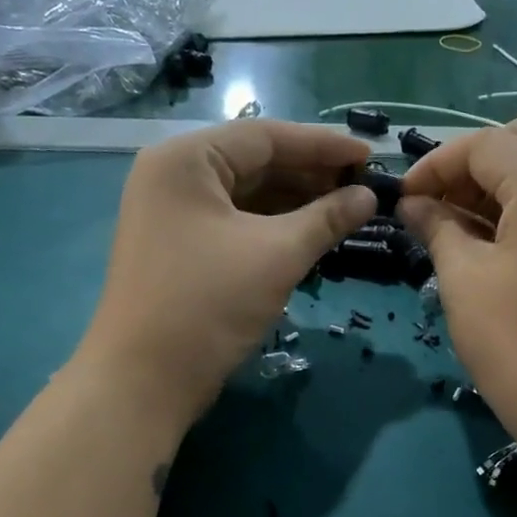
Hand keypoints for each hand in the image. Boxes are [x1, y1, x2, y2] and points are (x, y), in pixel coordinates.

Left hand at [76, 120, 375, 436]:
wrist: (145, 380)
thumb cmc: (209, 304)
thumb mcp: (276, 255)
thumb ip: (326, 219)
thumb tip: (370, 198)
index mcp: (187, 160)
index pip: (265, 137)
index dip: (323, 145)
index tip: (371, 155)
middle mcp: (175, 177)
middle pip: (256, 164)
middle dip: (311, 176)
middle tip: (364, 189)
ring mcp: (175, 216)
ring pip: (248, 198)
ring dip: (297, 205)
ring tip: (347, 213)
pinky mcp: (182, 251)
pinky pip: (237, 226)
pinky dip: (275, 230)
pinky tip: (312, 238)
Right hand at [398, 117, 516, 459]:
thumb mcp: (464, 280)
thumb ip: (437, 228)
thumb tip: (413, 205)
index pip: (483, 145)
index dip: (434, 165)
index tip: (402, 201)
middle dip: (468, 165)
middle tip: (434, 207)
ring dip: (495, 185)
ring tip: (456, 226)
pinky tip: (491, 244)